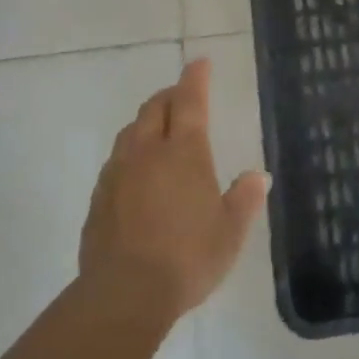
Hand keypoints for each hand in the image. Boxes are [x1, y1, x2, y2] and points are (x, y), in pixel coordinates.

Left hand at [79, 58, 267, 325]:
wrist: (124, 295)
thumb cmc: (188, 258)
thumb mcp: (230, 232)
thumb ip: (244, 199)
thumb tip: (259, 176)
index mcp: (184, 153)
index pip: (190, 102)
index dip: (195, 78)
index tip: (200, 62)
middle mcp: (148, 154)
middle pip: (154, 109)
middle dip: (169, 96)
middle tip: (182, 96)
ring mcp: (118, 174)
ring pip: (130, 132)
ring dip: (147, 122)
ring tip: (159, 130)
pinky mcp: (99, 199)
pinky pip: (116, 162)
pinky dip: (130, 153)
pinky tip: (137, 173)